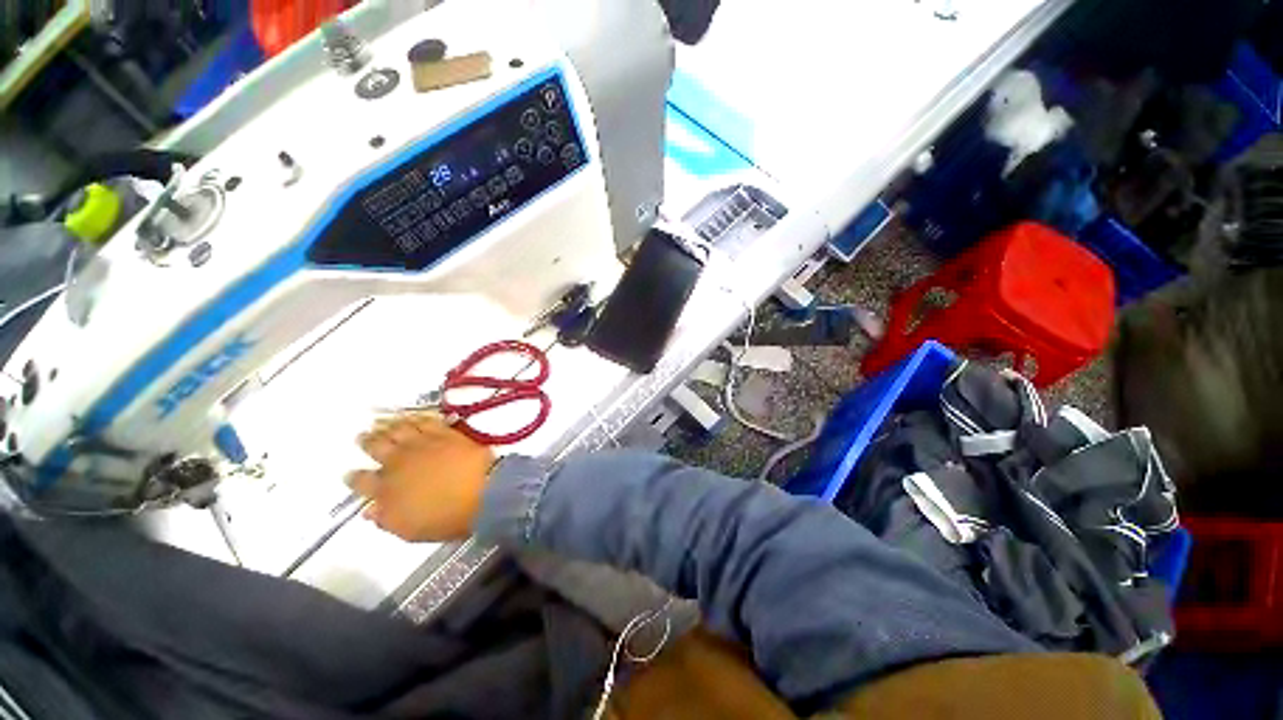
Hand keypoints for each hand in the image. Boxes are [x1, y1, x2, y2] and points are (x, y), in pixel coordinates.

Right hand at [346, 413, 495, 542]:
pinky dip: (416, 418)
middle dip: (367, 441)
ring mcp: (423, 444)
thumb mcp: (410, 529)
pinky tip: (412, 417)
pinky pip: (425, 421)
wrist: (483, 491)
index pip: (362, 481)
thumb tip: (370, 510)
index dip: (354, 477)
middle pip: (377, 447)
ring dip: (388, 426)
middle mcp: (399, 462)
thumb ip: (387, 519)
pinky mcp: (445, 433)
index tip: (349, 473)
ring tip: (381, 422)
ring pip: (398, 430)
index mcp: (387, 489)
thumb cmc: (446, 517)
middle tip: (362, 436)